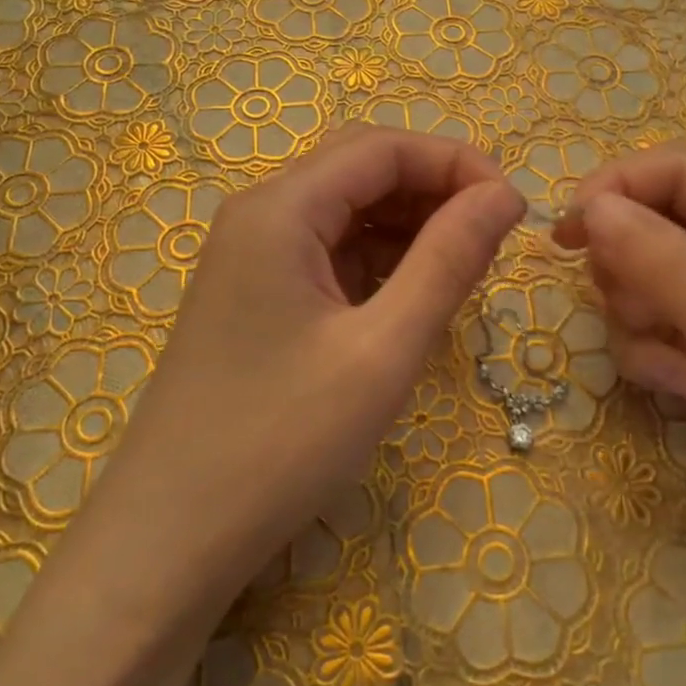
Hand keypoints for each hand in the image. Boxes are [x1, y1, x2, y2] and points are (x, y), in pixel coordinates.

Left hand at [116, 125, 524, 579]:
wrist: (170, 537)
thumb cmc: (281, 442)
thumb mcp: (383, 350)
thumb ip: (449, 261)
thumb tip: (504, 195)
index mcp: (280, 210)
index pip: (382, 147)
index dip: (456, 163)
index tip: (514, 208)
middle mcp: (260, 216)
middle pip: (361, 171)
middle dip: (434, 190)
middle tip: (494, 237)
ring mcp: (252, 257)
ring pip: (347, 212)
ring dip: (410, 226)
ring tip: (464, 268)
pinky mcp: (256, 295)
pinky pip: (329, 254)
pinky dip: (380, 261)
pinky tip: (412, 296)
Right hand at [553, 144, 685, 635]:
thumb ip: (674, 272)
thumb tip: (595, 207)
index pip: (684, 175)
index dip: (621, 187)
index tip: (570, 230)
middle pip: (654, 222)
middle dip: (629, 266)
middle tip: (638, 316)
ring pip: (640, 276)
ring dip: (636, 319)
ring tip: (677, 372)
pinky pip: (645, 327)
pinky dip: (647, 356)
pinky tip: (682, 394)